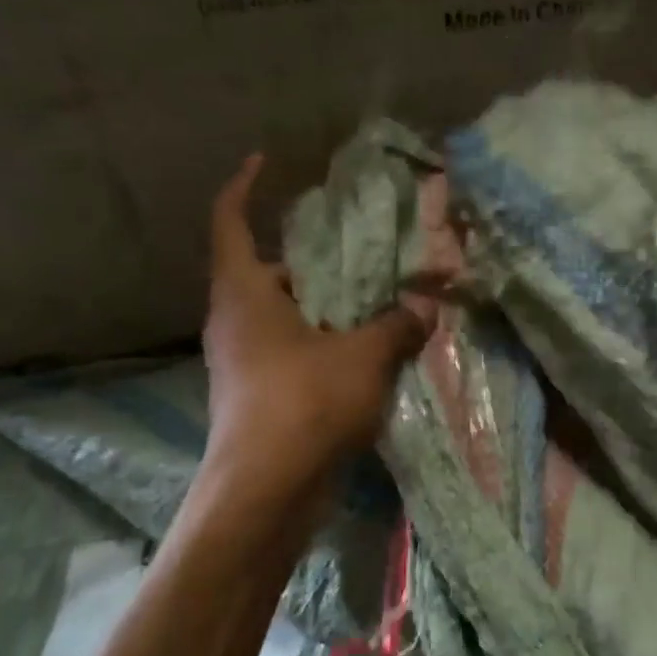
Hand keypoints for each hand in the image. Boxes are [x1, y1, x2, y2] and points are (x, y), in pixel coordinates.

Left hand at [201, 155, 427, 488]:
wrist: (266, 492)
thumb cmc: (305, 404)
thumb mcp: (365, 356)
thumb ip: (397, 325)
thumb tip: (426, 308)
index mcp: (244, 294)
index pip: (230, 222)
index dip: (243, 187)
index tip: (265, 162)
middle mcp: (235, 322)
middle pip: (266, 272)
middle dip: (309, 259)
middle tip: (357, 251)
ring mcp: (244, 362)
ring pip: (283, 316)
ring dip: (323, 306)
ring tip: (373, 300)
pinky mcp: (259, 396)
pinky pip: (293, 352)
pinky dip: (325, 343)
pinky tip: (367, 353)